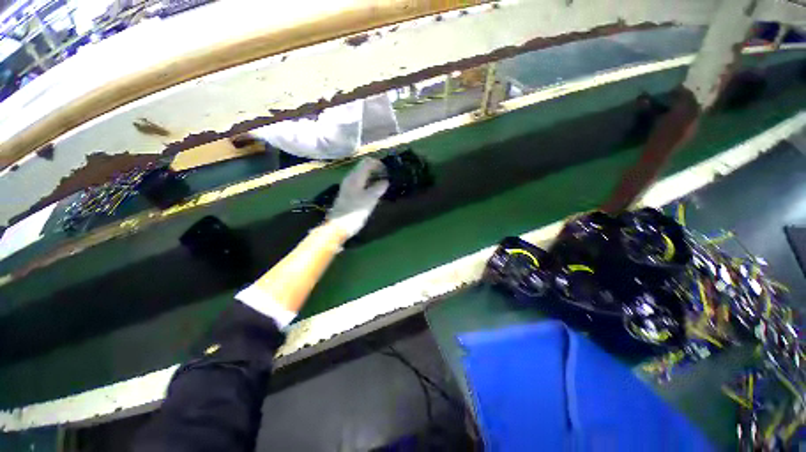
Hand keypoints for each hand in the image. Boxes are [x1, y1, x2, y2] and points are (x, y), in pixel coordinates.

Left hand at [327, 158, 388, 237]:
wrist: (338, 227)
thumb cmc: (355, 213)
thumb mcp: (370, 200)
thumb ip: (378, 188)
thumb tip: (385, 181)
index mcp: (355, 177)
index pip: (368, 162)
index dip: (379, 164)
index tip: (389, 172)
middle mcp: (350, 178)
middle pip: (364, 167)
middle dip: (376, 170)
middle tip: (387, 178)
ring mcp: (348, 186)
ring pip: (362, 175)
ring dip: (373, 177)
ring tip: (383, 185)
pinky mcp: (348, 194)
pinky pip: (360, 183)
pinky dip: (368, 183)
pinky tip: (374, 192)